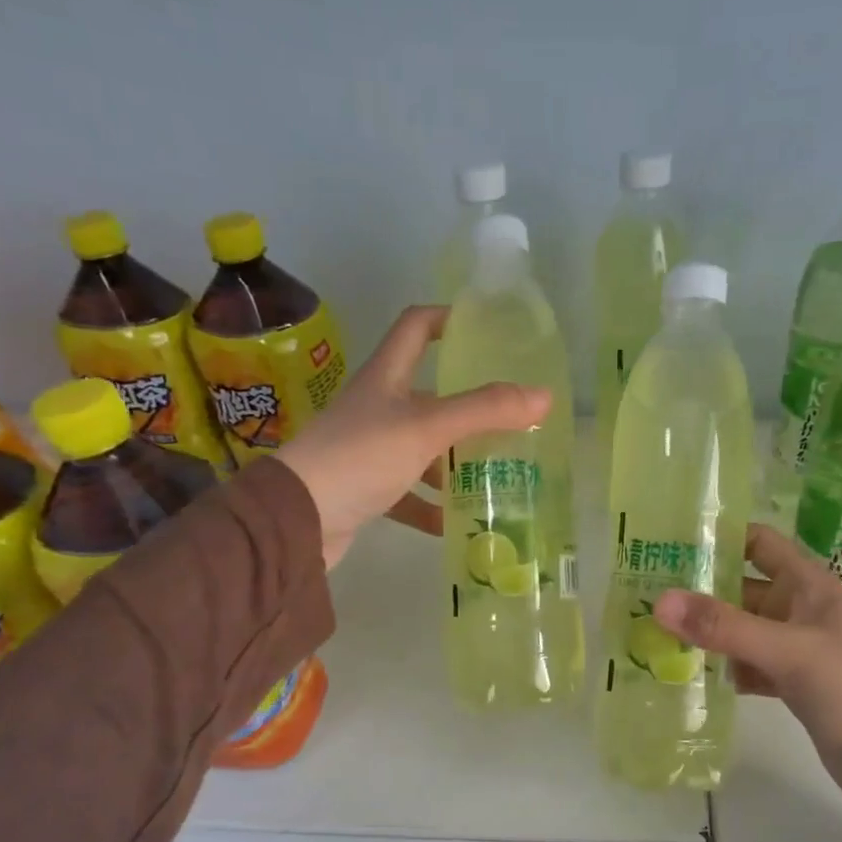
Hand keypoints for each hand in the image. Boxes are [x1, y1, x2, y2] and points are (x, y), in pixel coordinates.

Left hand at [273, 306, 549, 569]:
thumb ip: (485, 411)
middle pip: (427, 394)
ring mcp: (368, 449)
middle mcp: (376, 407)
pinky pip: (406, 492)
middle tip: (509, 418)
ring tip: (494, 473)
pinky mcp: (364, 489)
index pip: (416, 328)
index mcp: (386, 378)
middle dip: (468, 406)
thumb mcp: (427, 428)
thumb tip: (545, 396)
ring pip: (421, 447)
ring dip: (452, 461)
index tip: (484, 330)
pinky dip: (430, 505)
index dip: (448, 319)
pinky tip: (455, 522)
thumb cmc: (361, 457)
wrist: (296, 518)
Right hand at [652, 525, 841, 822]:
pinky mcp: (792, 685)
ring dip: (705, 631)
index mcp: (810, 586)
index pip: (759, 543)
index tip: (668, 541)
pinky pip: (748, 665)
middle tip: (642, 592)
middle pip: (741, 587)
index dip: (719, 537)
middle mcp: (800, 610)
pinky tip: (687, 673)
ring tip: (651, 630)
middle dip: (698, 589)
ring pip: (741, 629)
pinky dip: (722, 667)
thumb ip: (726, 627)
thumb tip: (660, 601)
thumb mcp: (792, 654)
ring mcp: (796, 649)